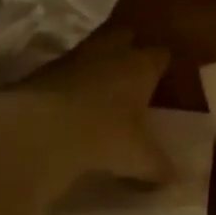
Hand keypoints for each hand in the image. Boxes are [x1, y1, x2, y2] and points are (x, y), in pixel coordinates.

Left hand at [0, 30, 172, 201]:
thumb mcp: (139, 158)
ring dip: (97, 65)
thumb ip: (159, 165)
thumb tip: (174, 177)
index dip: (162, 66)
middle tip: (132, 77)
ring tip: (100, 91)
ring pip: (94, 49)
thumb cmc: (103, 134)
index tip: (162, 81)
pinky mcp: (46, 67)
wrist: (41, 127)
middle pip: (126, 37)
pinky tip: (70, 103)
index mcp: (141, 65)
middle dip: (129, 52)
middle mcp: (112, 50)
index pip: (161, 54)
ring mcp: (76, 55)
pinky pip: (67, 69)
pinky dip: (71, 81)